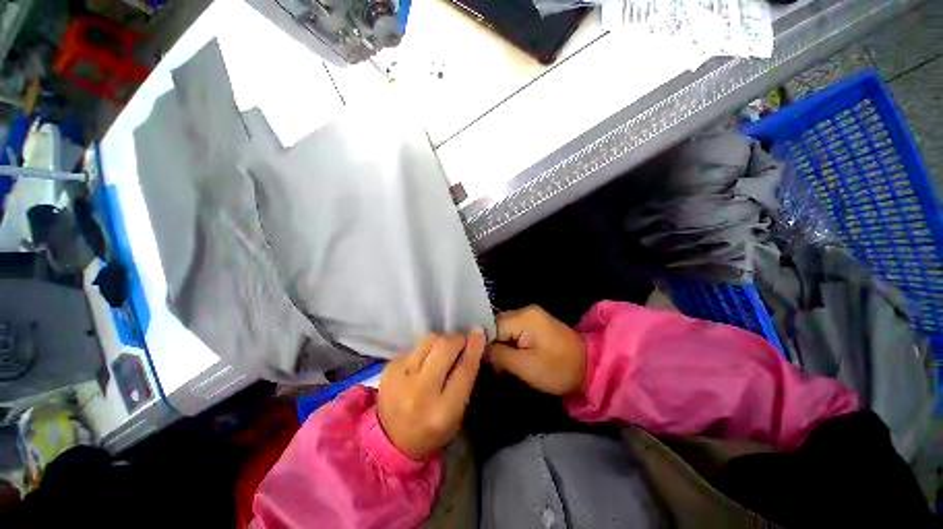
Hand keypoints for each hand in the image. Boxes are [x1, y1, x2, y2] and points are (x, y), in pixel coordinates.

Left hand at [378, 329, 485, 459]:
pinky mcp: (389, 367)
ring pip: (429, 339)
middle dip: (457, 339)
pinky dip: (425, 349)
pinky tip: (423, 362)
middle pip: (444, 347)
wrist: (390, 440)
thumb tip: (474, 341)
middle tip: (461, 342)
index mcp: (443, 411)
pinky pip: (415, 346)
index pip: (464, 369)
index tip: (479, 332)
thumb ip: (466, 377)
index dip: (474, 347)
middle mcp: (420, 392)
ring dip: (441, 341)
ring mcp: (400, 377)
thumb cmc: (433, 428)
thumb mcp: (457, 412)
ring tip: (441, 352)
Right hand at [487, 306, 585, 395]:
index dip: (486, 344)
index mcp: (523, 317)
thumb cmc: (557, 368)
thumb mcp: (525, 366)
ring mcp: (531, 315)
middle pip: (497, 325)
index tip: (486, 362)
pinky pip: (514, 330)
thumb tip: (481, 350)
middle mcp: (525, 310)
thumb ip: (499, 355)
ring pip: (504, 328)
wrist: (590, 368)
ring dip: (502, 344)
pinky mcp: (535, 323)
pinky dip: (510, 343)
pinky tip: (511, 355)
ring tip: (503, 362)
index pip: (492, 326)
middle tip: (495, 365)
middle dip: (494, 344)